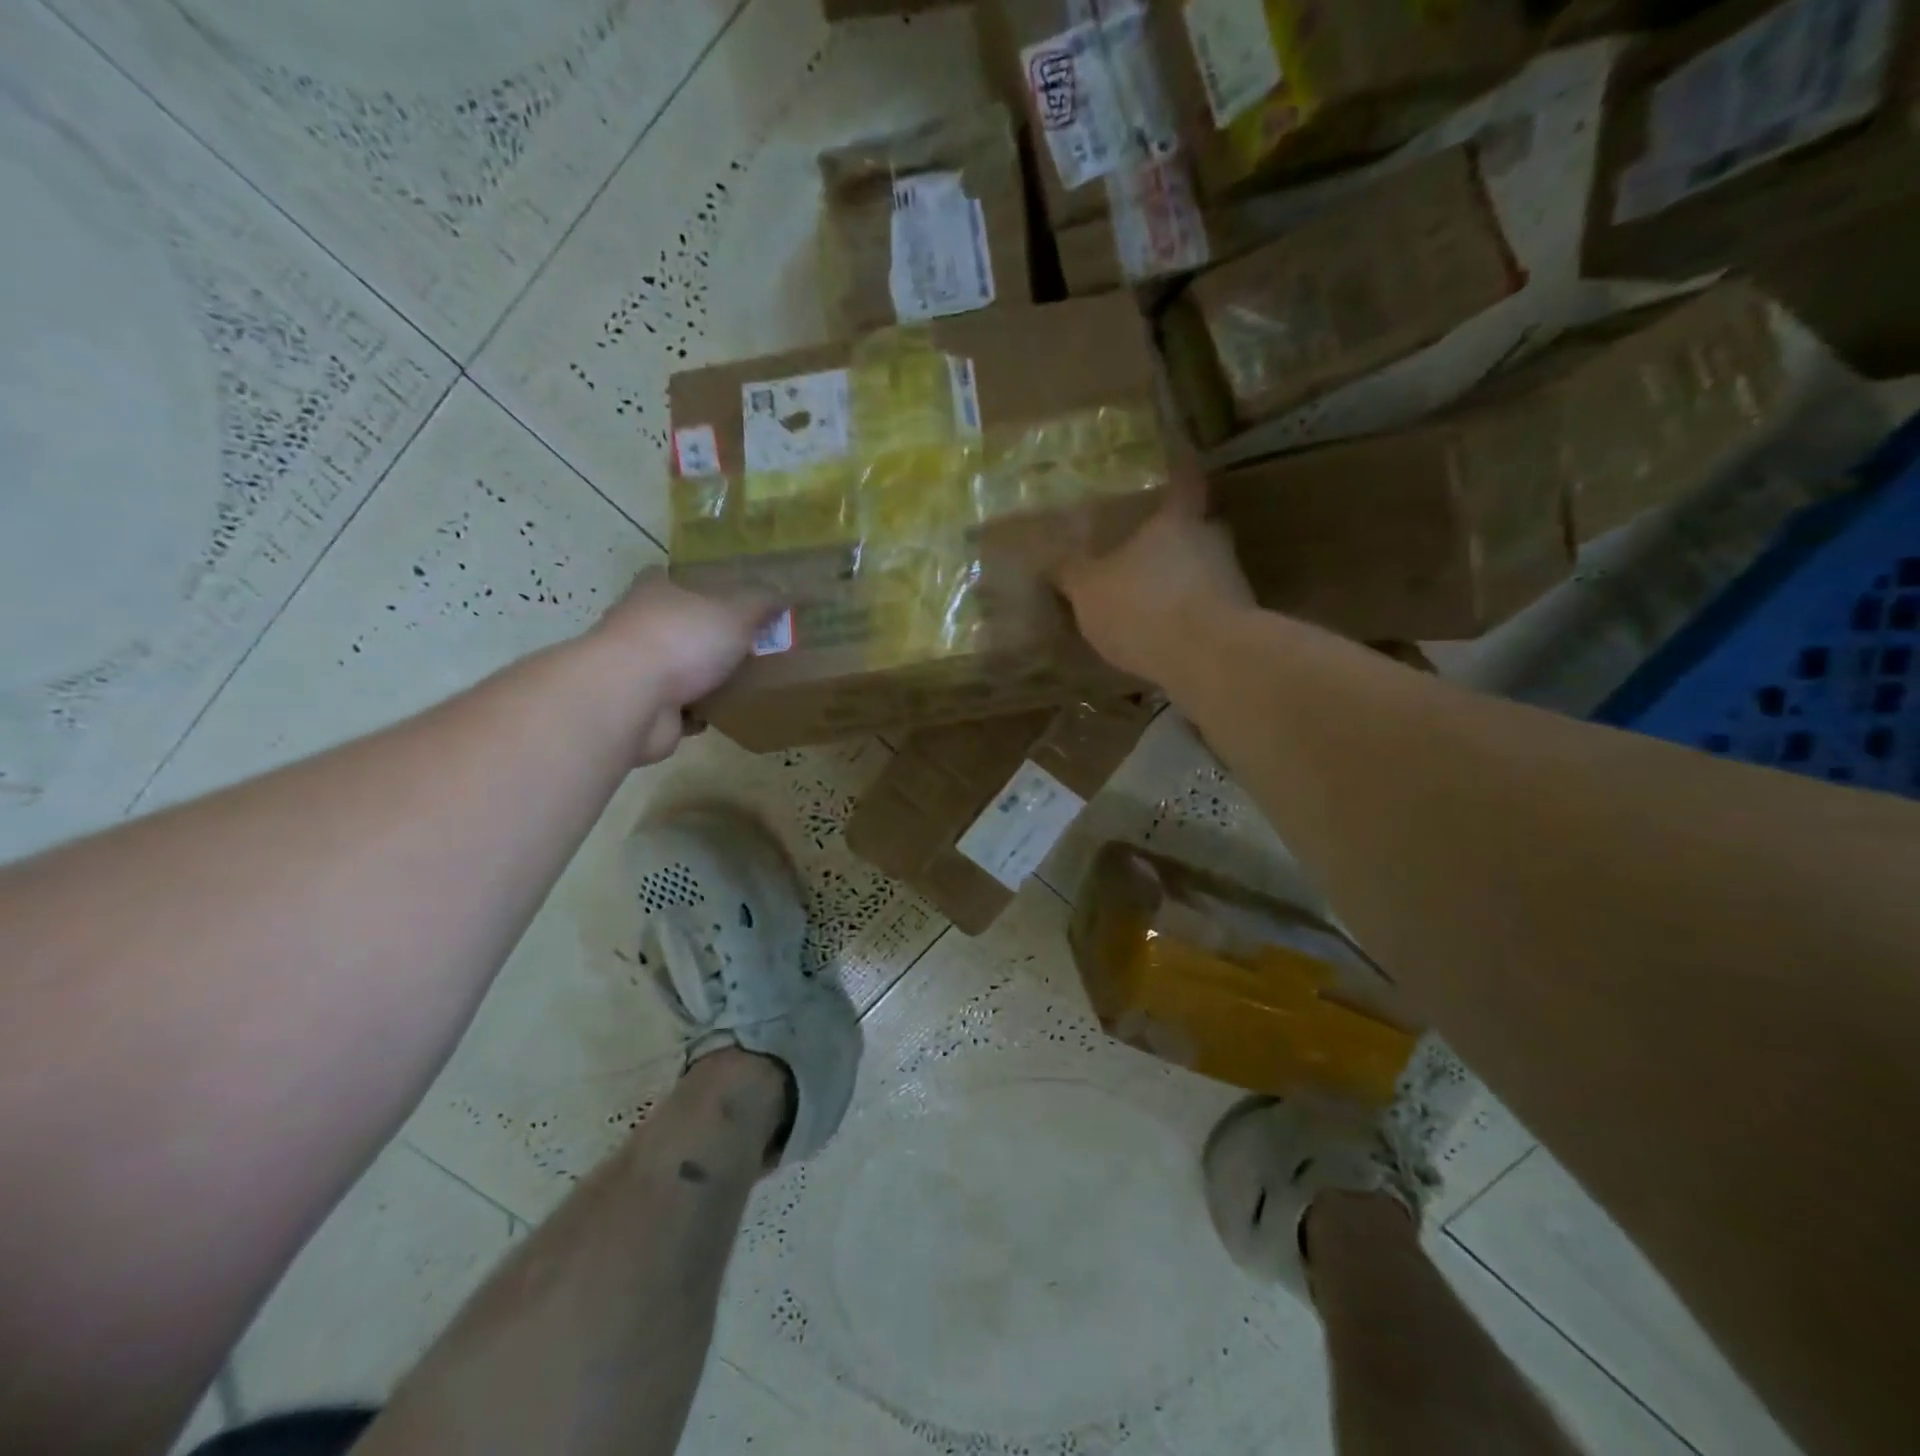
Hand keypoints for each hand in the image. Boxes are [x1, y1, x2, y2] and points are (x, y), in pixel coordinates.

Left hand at [593, 567, 781, 762]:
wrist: (633, 699)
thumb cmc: (682, 640)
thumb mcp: (735, 612)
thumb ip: (761, 602)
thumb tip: (785, 591)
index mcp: (655, 593)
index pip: (670, 578)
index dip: (696, 585)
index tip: (725, 595)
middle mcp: (639, 627)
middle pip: (677, 626)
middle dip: (706, 636)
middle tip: (749, 644)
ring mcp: (638, 671)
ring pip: (678, 669)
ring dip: (703, 678)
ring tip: (745, 681)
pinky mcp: (645, 709)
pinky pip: (680, 709)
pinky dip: (699, 712)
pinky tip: (726, 713)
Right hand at [1054, 472, 1254, 689]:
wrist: (1210, 660)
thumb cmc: (1144, 608)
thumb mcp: (1088, 592)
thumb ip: (1070, 574)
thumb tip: (1051, 561)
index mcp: (1176, 518)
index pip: (1184, 478)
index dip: (1178, 468)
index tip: (1173, 460)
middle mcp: (1211, 539)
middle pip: (1195, 526)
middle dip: (1173, 535)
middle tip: (1146, 544)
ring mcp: (1231, 580)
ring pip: (1201, 568)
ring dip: (1179, 579)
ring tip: (1150, 597)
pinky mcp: (1238, 619)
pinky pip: (1206, 605)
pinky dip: (1187, 613)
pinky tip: (1164, 633)